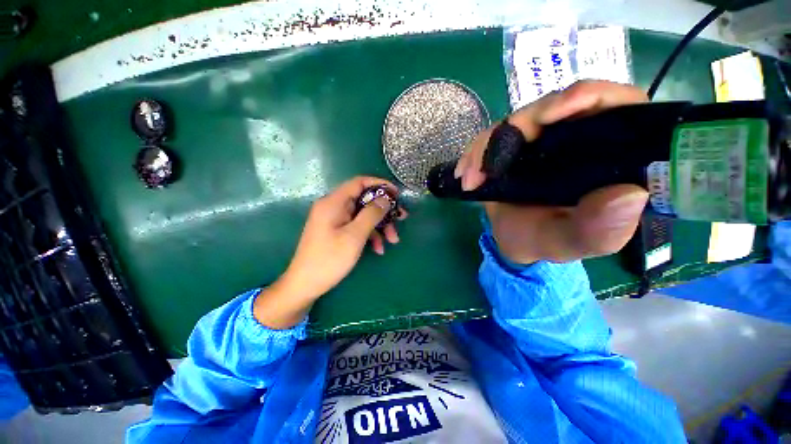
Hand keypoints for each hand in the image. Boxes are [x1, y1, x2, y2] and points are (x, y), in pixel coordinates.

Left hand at [254, 177, 405, 328]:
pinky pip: (357, 226)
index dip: (380, 185)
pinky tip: (378, 249)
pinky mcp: (337, 231)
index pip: (359, 183)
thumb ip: (371, 214)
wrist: (305, 285)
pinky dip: (370, 235)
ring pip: (363, 215)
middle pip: (364, 200)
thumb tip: (385, 199)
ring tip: (393, 240)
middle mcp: (334, 207)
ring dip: (380, 226)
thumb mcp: (354, 236)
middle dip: (384, 210)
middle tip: (402, 218)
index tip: (397, 194)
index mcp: (334, 202)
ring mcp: (335, 219)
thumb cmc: (329, 259)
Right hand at [455, 80, 649, 263]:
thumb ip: (600, 230)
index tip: (552, 114)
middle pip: (555, 106)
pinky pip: (492, 137)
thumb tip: (629, 195)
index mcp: (607, 156)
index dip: (589, 97)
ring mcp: (541, 140)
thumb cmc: (545, 241)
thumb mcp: (572, 243)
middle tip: (490, 162)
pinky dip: (475, 152)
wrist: (513, 240)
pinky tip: (464, 172)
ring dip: (487, 145)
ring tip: (470, 177)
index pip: (616, 106)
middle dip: (519, 126)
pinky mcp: (513, 146)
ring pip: (517, 120)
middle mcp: (577, 138)